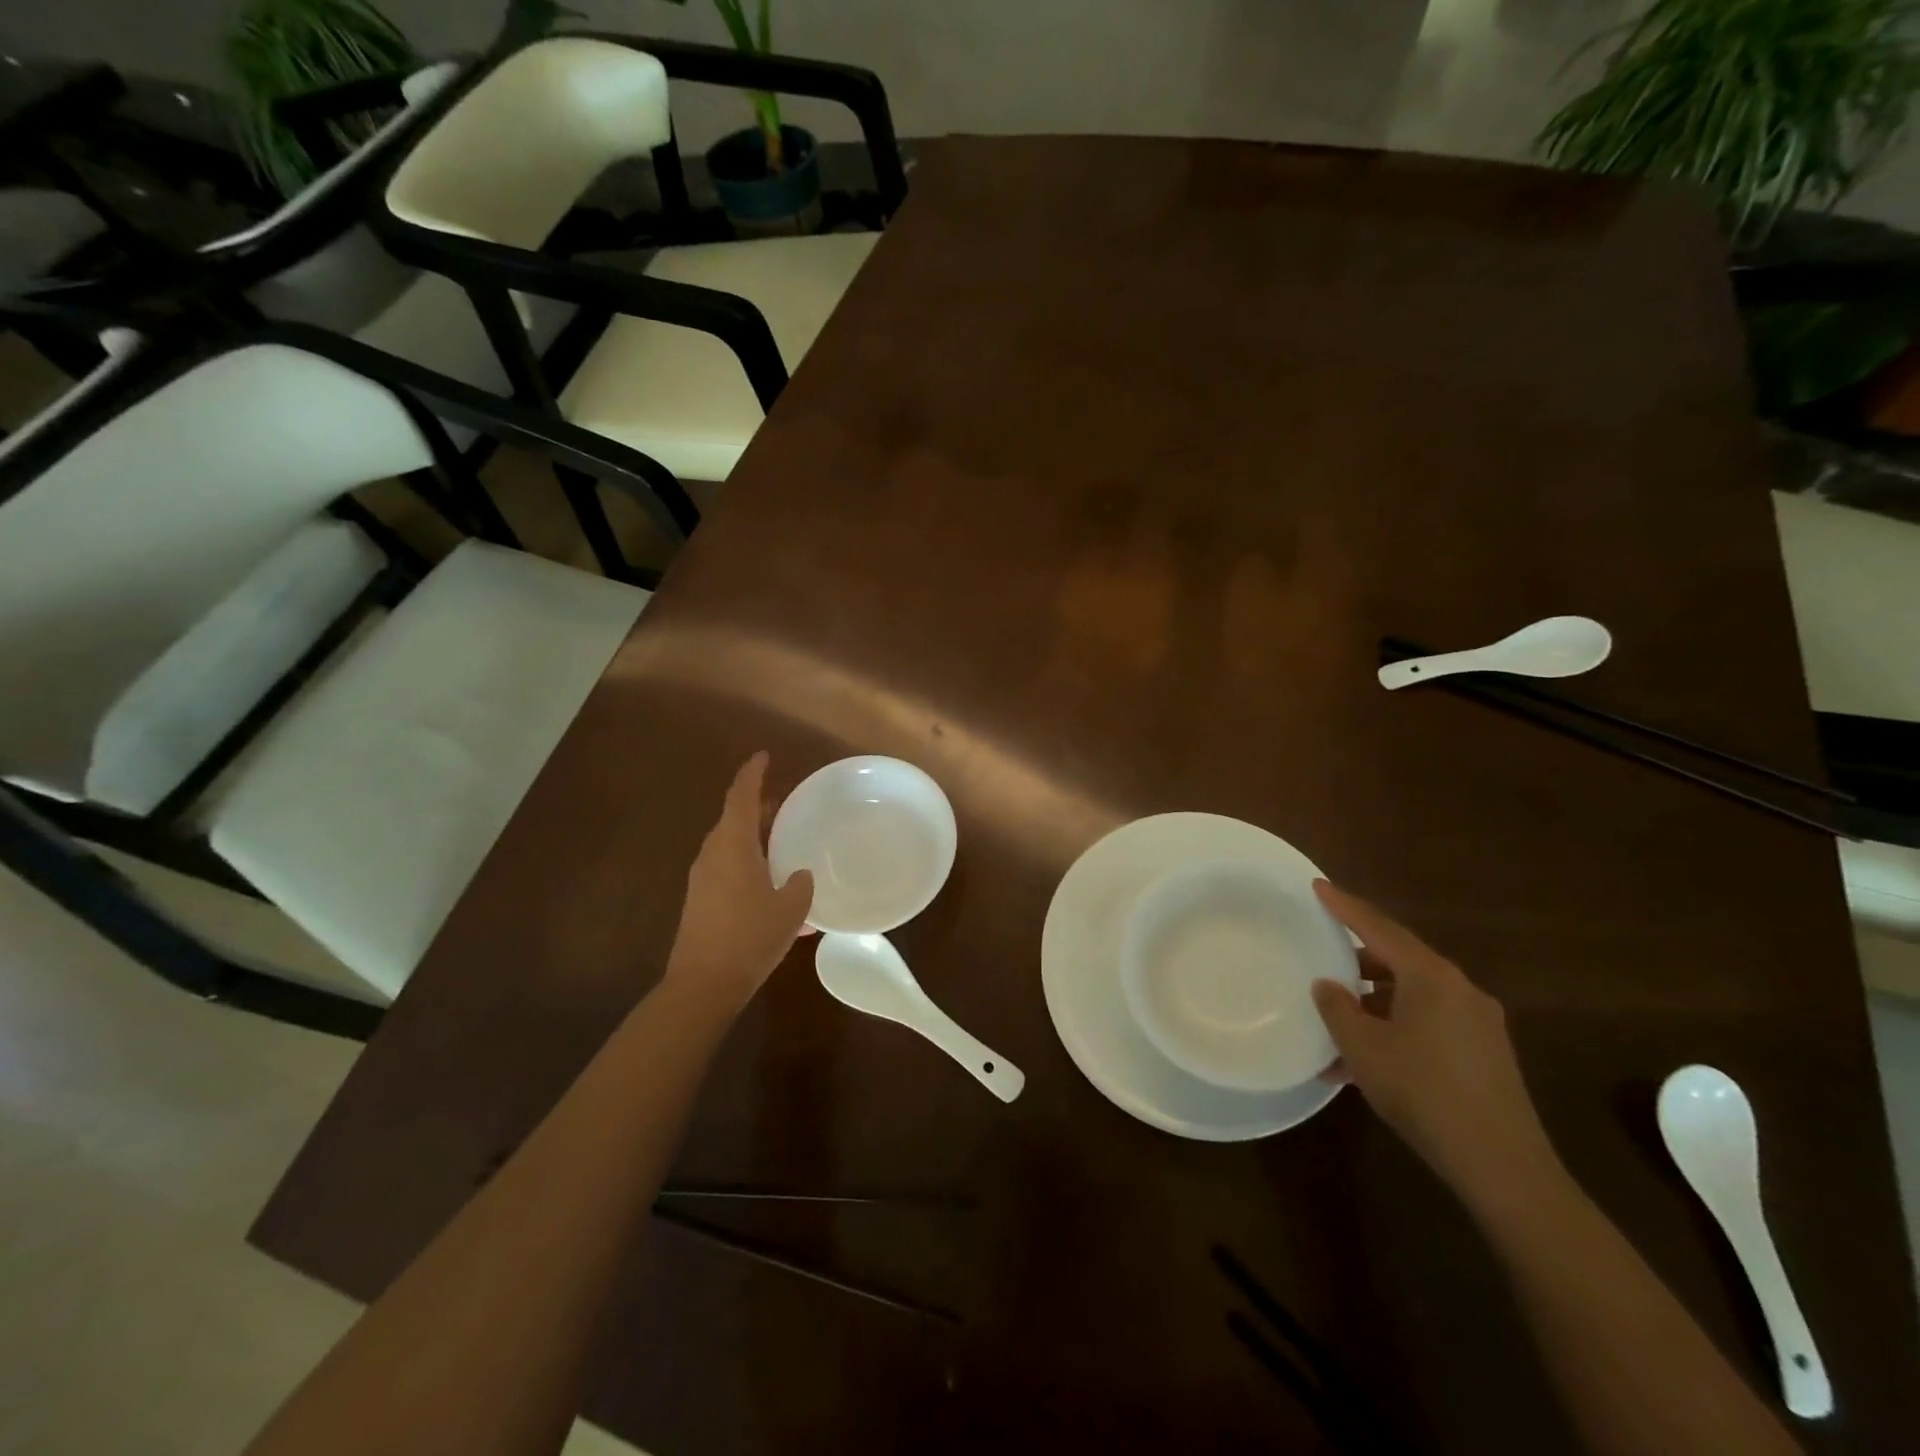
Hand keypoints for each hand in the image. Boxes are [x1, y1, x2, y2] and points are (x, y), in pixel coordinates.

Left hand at [664, 752, 812, 1009]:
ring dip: (753, 839)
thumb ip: (800, 884)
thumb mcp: (791, 909)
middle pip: (733, 819)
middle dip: (757, 808)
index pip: (740, 796)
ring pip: (730, 845)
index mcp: (733, 845)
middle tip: (784, 805)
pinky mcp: (700, 902)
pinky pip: (727, 869)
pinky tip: (771, 886)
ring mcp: (702, 879)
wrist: (703, 984)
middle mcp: (712, 855)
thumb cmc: (750, 937)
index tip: (763, 756)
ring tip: (782, 844)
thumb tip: (798, 875)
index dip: (752, 773)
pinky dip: (748, 864)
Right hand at [1311, 881, 1562, 1213]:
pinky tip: (1368, 1058)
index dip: (1344, 906)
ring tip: (1339, 1019)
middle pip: (1400, 958)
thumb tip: (1328, 985)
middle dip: (1359, 958)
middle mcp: (1460, 989)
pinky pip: (1429, 1022)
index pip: (1378, 928)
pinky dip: (1396, 1026)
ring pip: (1413, 994)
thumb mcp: (1364, 1048)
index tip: (1318, 886)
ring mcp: (1478, 1022)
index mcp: (1431, 977)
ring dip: (1375, 1000)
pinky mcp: (1485, 1053)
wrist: (1502, 1166)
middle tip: (1324, 956)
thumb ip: (1338, 1008)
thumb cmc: (1424, 1093)